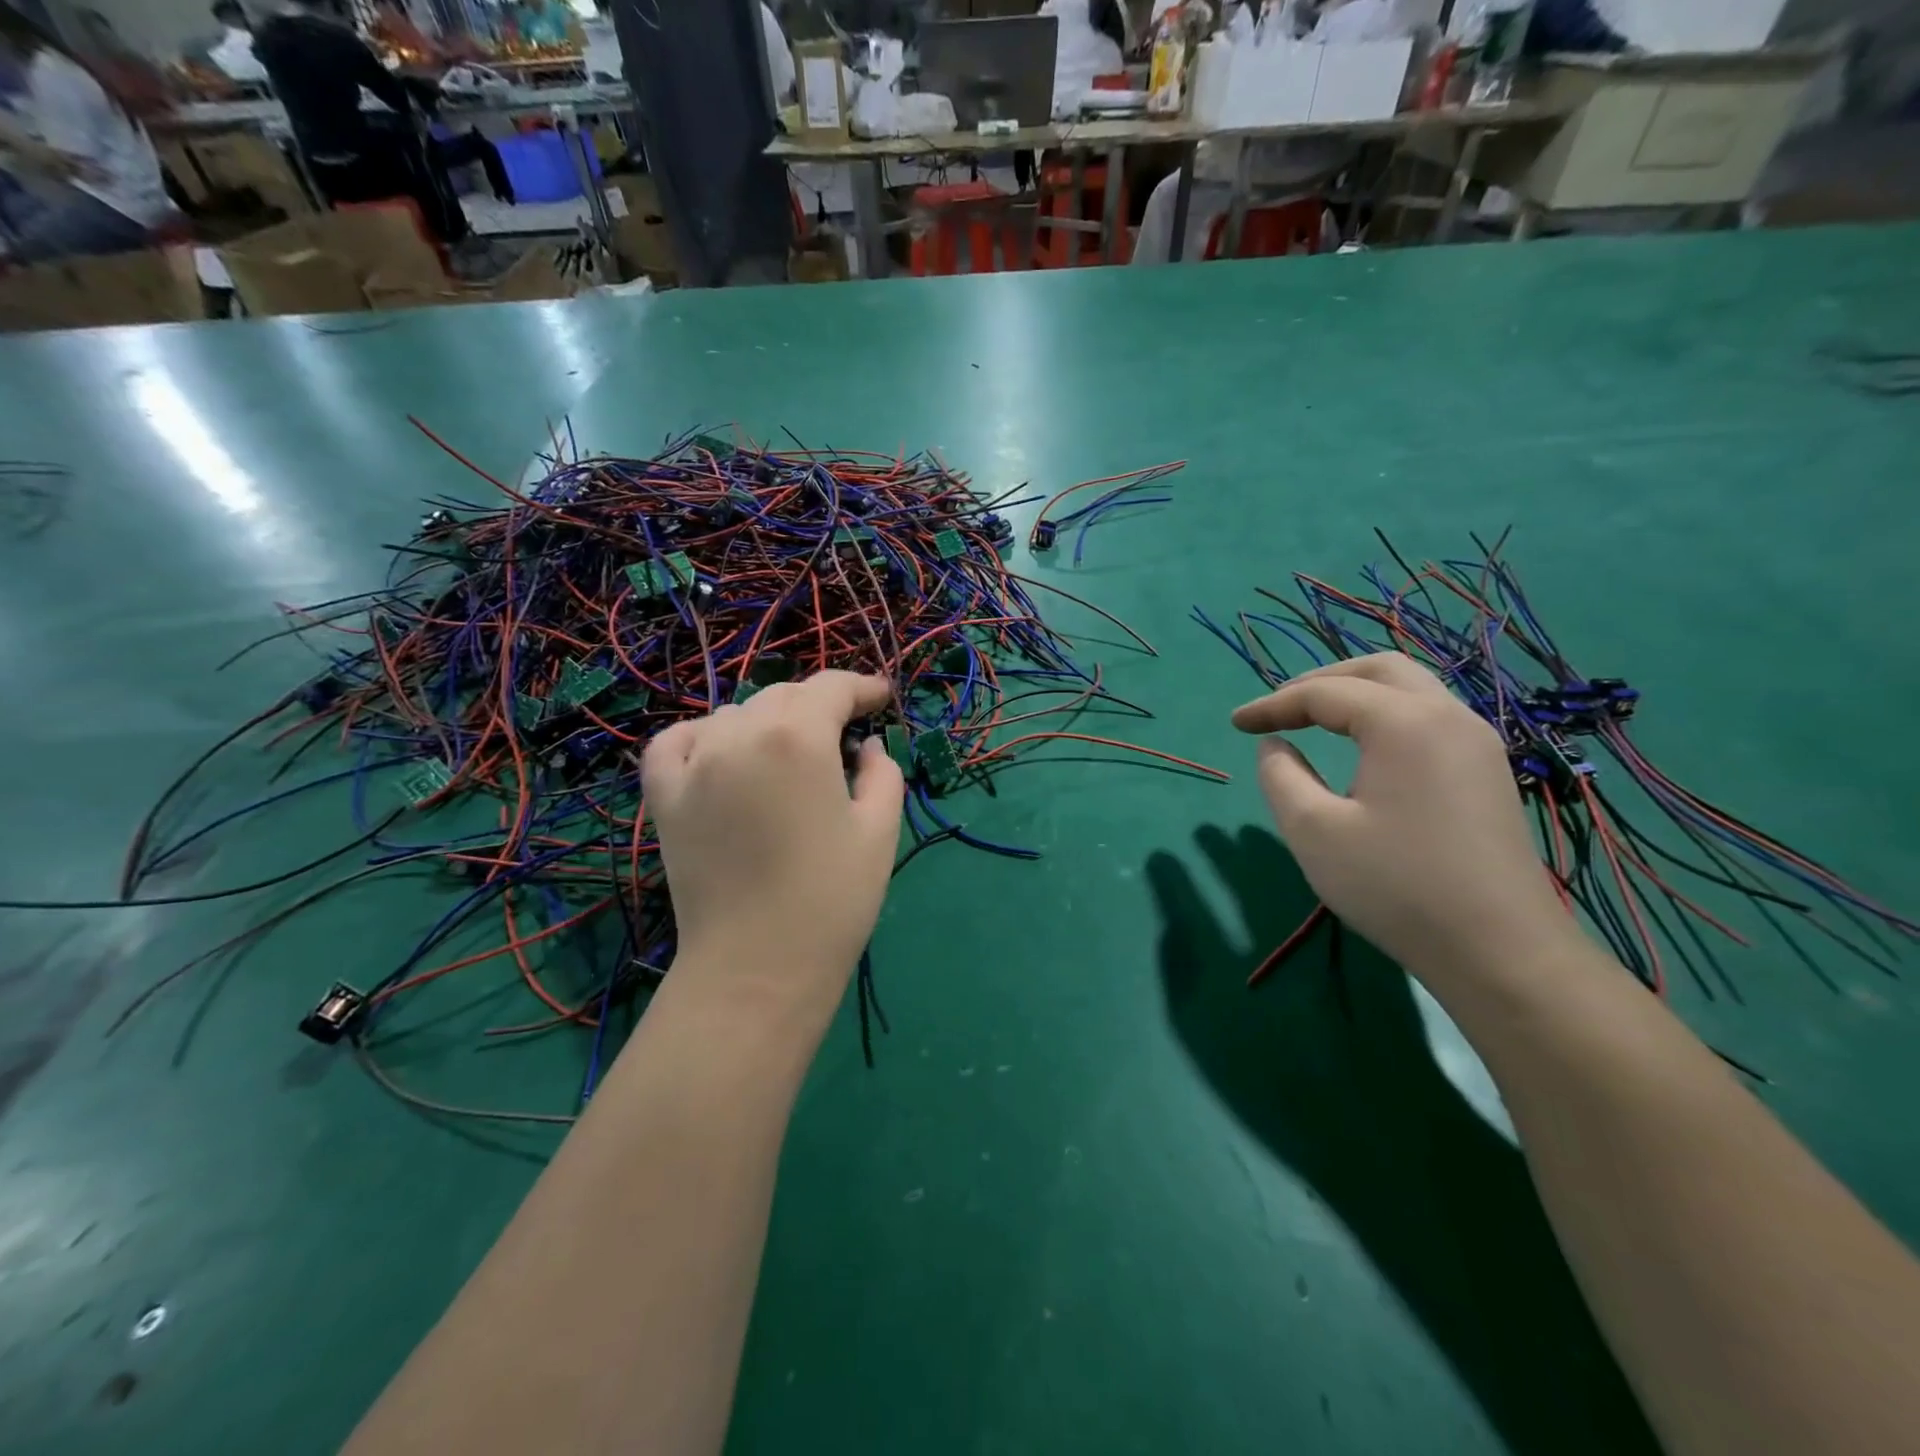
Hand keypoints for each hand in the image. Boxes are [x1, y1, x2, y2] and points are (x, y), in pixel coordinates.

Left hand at [643, 670, 904, 1010]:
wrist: (757, 968)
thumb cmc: (831, 900)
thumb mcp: (879, 831)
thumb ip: (882, 772)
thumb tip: (866, 747)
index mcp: (798, 737)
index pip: (831, 688)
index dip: (862, 687)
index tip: (883, 698)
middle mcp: (740, 734)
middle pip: (784, 697)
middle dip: (820, 707)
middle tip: (845, 735)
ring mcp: (694, 763)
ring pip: (736, 715)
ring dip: (770, 722)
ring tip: (791, 754)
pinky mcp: (664, 796)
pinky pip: (676, 741)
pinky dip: (702, 736)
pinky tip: (721, 752)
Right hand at [1231, 653, 1568, 985]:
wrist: (1500, 951)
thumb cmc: (1396, 887)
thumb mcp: (1314, 831)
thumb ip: (1281, 777)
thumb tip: (1276, 746)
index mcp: (1404, 723)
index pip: (1325, 693)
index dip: (1273, 705)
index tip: (1235, 724)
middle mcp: (1448, 716)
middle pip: (1379, 670)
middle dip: (1321, 681)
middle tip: (1280, 709)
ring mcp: (1477, 743)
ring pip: (1411, 689)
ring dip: (1357, 694)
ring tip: (1314, 720)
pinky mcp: (1488, 771)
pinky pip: (1430, 717)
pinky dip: (1385, 715)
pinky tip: (1364, 748)